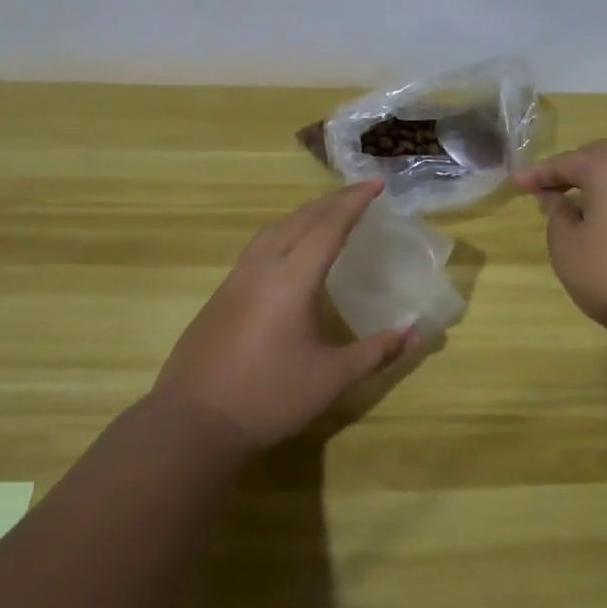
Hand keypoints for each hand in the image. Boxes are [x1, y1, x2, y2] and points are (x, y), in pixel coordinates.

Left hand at [153, 181, 416, 449]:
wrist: (191, 424)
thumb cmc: (268, 397)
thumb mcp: (331, 378)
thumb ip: (375, 352)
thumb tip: (415, 333)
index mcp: (292, 278)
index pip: (328, 226)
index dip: (354, 202)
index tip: (376, 183)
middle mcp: (262, 268)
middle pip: (300, 219)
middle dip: (332, 201)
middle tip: (360, 192)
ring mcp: (236, 280)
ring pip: (274, 229)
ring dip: (304, 214)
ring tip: (327, 212)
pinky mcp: (221, 296)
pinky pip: (258, 247)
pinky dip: (283, 232)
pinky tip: (288, 250)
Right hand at [515, 140, 606, 343]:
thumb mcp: (568, 249)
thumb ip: (557, 217)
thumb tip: (558, 198)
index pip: (566, 161)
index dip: (539, 173)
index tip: (518, 183)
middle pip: (601, 157)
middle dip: (573, 169)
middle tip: (550, 189)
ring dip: (601, 184)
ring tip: (580, 207)